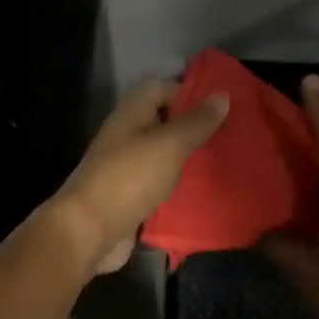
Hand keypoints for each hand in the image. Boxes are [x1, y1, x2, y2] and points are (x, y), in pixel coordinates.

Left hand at [47, 79, 229, 274]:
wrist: (89, 231)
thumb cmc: (129, 178)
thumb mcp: (169, 144)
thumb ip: (196, 122)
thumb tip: (222, 96)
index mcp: (131, 113)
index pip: (161, 87)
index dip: (189, 91)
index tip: (221, 105)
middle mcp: (126, 135)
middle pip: (163, 120)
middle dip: (193, 125)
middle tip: (230, 133)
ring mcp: (126, 166)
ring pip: (162, 152)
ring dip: (187, 155)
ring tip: (222, 159)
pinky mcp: (130, 195)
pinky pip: (159, 181)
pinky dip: (178, 183)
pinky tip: (203, 189)